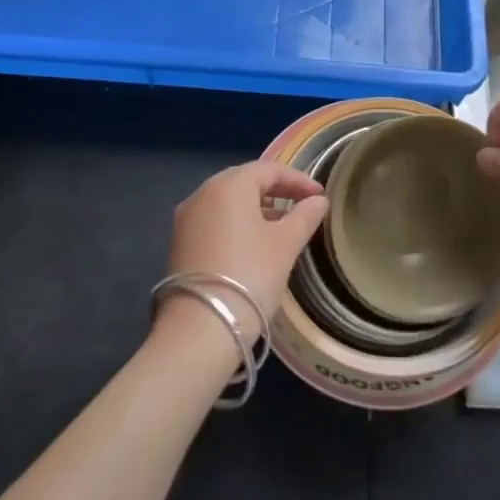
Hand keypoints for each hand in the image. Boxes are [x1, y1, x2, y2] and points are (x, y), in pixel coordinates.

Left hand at [159, 161, 327, 344]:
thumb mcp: (285, 245)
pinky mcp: (180, 243)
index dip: (298, 180)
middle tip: (302, 205)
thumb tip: (319, 201)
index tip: (320, 196)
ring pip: (228, 201)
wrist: (199, 330)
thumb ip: (305, 217)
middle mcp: (202, 193)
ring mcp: (187, 218)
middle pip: (245, 181)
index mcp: (229, 185)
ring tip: (282, 225)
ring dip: (257, 207)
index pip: (269, 169)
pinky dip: (237, 223)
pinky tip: (254, 243)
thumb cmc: (250, 276)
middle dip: (276, 190)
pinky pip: (215, 220)